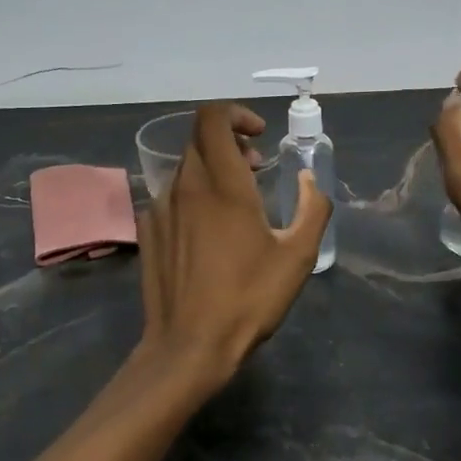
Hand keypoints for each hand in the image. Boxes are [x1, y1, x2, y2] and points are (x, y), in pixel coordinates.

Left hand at [139, 102, 331, 380]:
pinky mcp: (147, 232)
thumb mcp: (298, 257)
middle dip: (230, 144)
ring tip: (236, 204)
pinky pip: (170, 197)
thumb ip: (312, 208)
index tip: (259, 136)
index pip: (212, 118)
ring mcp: (159, 209)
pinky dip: (193, 197)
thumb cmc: (248, 299)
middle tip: (256, 170)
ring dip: (212, 171)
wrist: (189, 345)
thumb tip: (308, 179)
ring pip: (185, 170)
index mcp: (221, 185)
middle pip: (199, 141)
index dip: (236, 114)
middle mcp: (184, 187)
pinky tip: (208, 233)